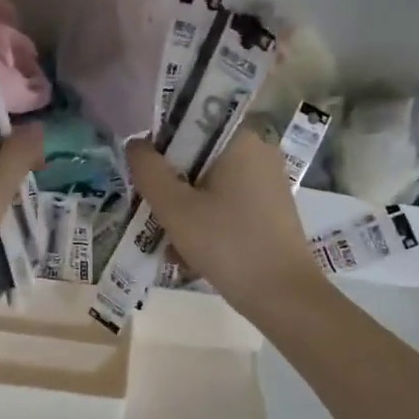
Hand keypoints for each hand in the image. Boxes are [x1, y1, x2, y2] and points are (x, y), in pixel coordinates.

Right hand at [126, 129, 325, 321]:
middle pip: (198, 156)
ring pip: (209, 184)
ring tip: (168, 242)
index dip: (161, 143)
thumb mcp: (176, 208)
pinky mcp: (269, 210)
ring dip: (184, 209)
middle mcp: (258, 152)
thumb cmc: (227, 244)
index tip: (145, 173)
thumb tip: (135, 143)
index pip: (190, 121)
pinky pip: (226, 204)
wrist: (283, 297)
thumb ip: (149, 170)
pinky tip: (189, 254)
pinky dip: (206, 222)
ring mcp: (267, 183)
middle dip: (171, 185)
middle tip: (152, 212)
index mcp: (240, 139)